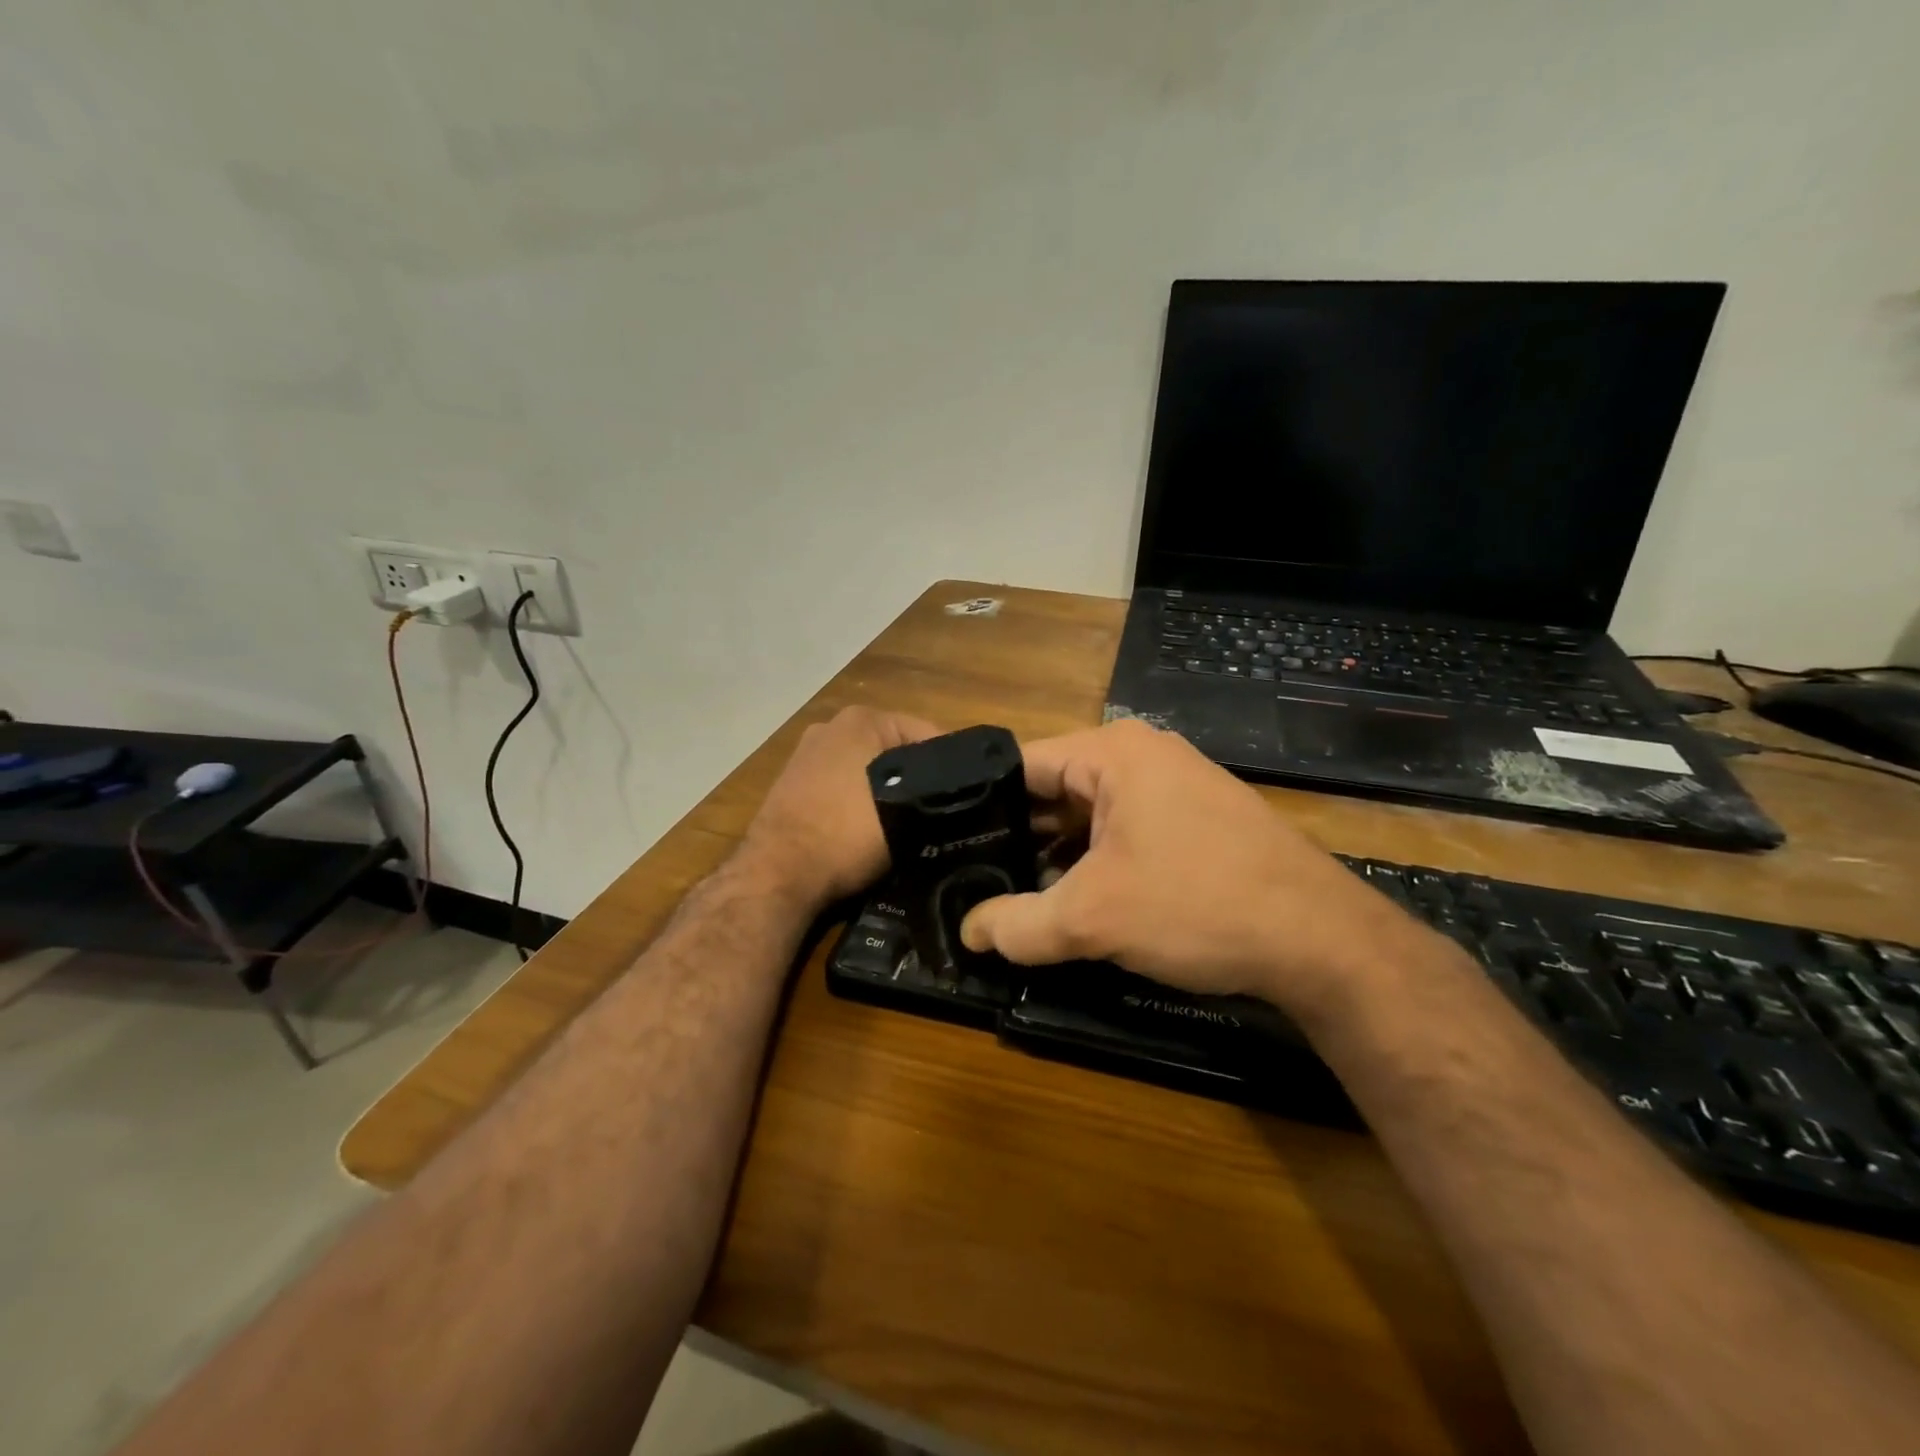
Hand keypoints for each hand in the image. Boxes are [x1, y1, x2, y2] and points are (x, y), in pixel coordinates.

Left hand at [739, 705, 941, 909]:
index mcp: (862, 719)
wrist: (778, 874)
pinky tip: (866, 829)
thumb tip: (956, 796)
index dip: (951, 769)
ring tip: (907, 825)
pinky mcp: (792, 783)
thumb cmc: (846, 833)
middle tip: (938, 814)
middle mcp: (831, 726)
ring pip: (867, 769)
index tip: (964, 801)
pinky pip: (841, 786)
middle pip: (894, 750)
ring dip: (886, 791)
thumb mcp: (905, 813)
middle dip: (916, 778)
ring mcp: (807, 754)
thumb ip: (935, 795)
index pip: (928, 735)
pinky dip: (856, 801)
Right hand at [959, 719, 1438, 1017]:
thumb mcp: (1093, 918)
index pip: (1022, 764)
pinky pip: (1126, 831)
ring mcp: (1175, 786)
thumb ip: (1018, 924)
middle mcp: (1143, 755)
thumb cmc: (1197, 905)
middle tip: (973, 878)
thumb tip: (967, 933)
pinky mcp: (1197, 820)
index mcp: (1112, 751)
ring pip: (1090, 815)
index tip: (948, 844)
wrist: (1322, 940)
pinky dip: (1096, 861)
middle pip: (1055, 790)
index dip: (980, 805)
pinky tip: (1077, 901)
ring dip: (1057, 855)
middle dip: (1018, 836)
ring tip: (1014, 895)